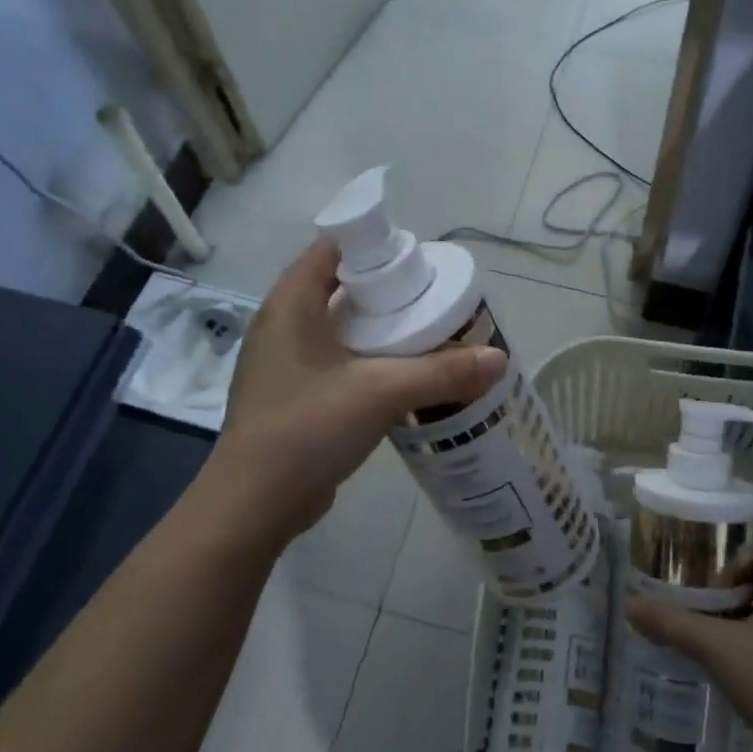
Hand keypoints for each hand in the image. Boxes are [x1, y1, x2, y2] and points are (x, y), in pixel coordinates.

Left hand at [198, 240, 504, 548]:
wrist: (253, 505)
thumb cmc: (306, 429)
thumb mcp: (380, 392)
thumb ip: (443, 372)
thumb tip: (499, 359)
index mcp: (291, 304)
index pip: (334, 248)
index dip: (377, 246)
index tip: (421, 260)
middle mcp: (284, 324)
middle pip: (342, 287)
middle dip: (390, 289)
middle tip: (437, 297)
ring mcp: (286, 362)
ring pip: (343, 327)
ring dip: (383, 328)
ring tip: (430, 332)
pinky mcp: (296, 395)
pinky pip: (340, 361)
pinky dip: (371, 359)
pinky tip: (405, 374)